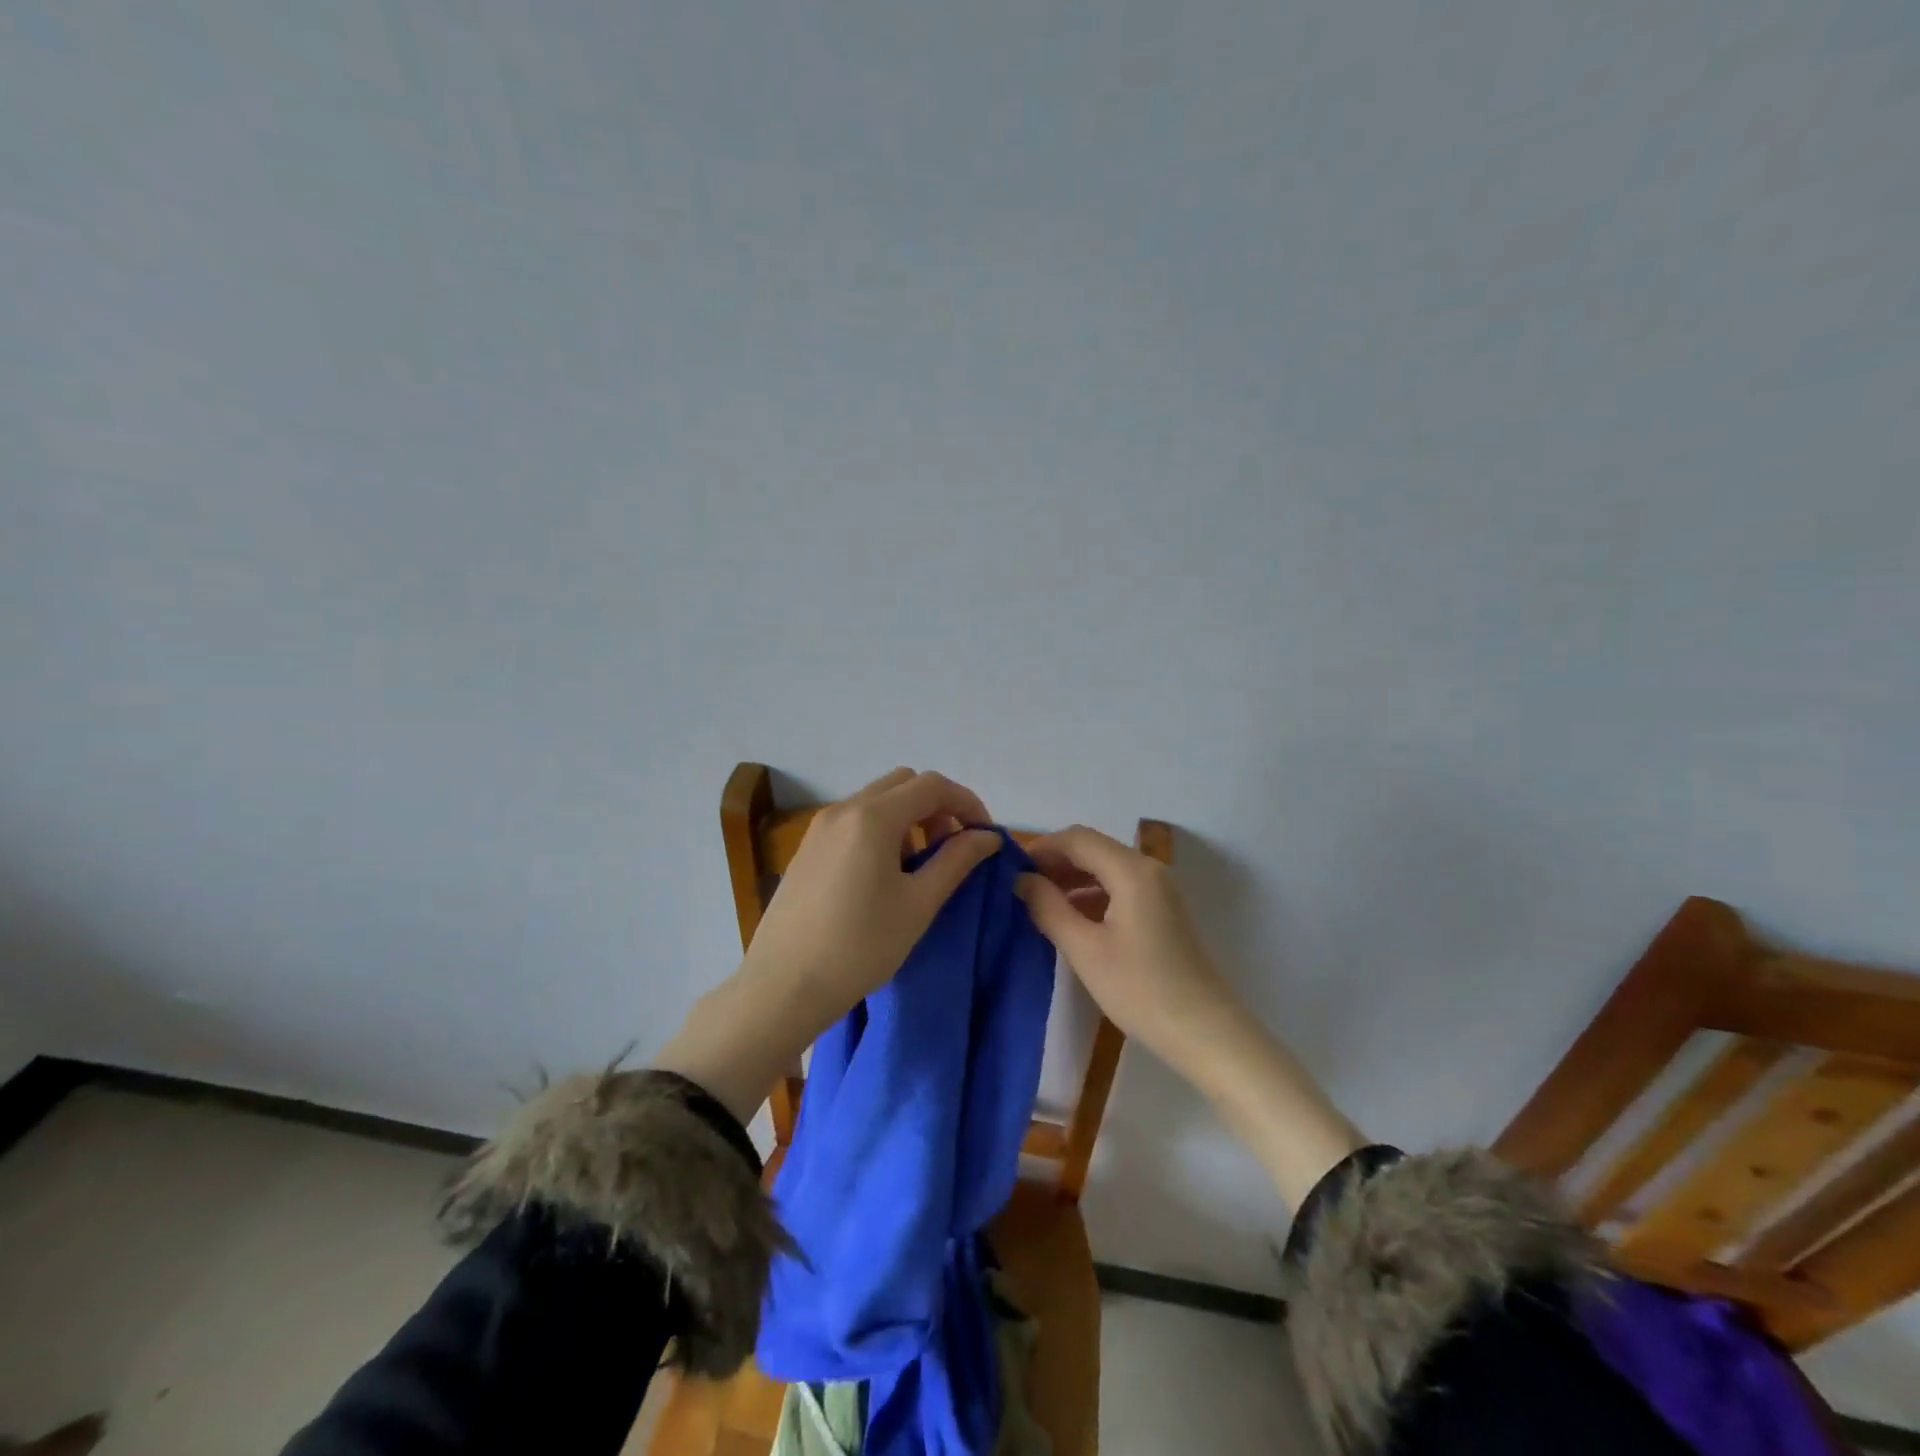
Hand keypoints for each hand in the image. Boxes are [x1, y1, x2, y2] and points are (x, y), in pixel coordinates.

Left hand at [655, 767, 1001, 1123]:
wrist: (783, 986)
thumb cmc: (860, 947)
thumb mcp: (918, 904)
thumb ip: (956, 861)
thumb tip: (988, 837)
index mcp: (872, 817)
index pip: (932, 785)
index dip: (967, 804)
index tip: (985, 837)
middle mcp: (843, 809)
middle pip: (904, 783)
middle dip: (937, 806)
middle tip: (952, 848)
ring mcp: (820, 826)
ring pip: (877, 800)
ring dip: (909, 817)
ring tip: (920, 866)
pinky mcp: (808, 847)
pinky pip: (854, 819)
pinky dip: (882, 829)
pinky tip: (884, 875)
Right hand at [1017, 823, 1366, 1209]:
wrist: (1205, 1033)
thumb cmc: (1141, 989)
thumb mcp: (1085, 949)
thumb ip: (1048, 908)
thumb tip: (1021, 880)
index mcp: (1131, 870)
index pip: (1077, 838)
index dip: (1042, 848)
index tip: (1011, 870)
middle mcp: (1148, 870)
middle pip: (1093, 849)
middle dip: (1055, 863)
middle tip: (1021, 888)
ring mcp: (1160, 891)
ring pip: (1106, 869)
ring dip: (1072, 879)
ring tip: (1039, 904)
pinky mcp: (1163, 912)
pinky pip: (1119, 888)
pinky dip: (1092, 895)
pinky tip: (1072, 920)